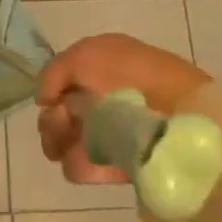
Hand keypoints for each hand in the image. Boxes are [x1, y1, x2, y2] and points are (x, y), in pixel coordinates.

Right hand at [36, 34, 210, 184]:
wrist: (177, 116)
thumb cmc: (130, 76)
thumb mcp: (86, 55)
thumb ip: (55, 72)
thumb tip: (44, 100)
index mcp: (102, 66)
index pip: (63, 80)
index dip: (53, 89)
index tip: (52, 99)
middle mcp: (104, 96)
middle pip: (60, 111)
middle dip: (53, 119)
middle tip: (64, 122)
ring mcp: (110, 132)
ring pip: (64, 140)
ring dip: (61, 141)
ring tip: (74, 142)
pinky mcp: (118, 164)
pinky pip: (81, 166)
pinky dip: (80, 164)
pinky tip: (90, 158)